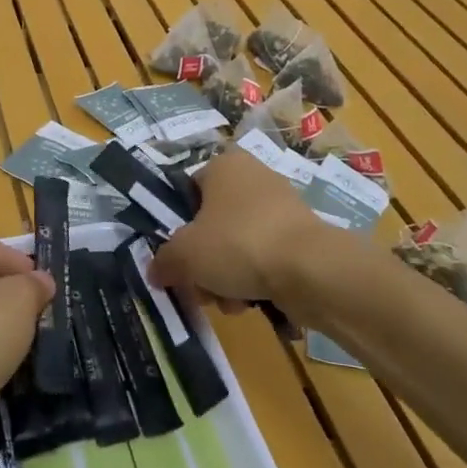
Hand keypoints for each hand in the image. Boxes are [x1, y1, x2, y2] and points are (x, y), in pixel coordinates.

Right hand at [150, 149, 335, 307]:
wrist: (310, 269)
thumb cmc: (237, 244)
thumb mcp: (184, 254)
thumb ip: (163, 261)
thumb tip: (156, 270)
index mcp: (223, 165)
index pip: (187, 191)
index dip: (177, 225)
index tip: (175, 256)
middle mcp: (253, 177)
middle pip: (212, 224)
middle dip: (203, 262)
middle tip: (199, 288)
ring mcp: (281, 207)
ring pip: (236, 245)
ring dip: (225, 277)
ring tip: (228, 301)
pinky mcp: (300, 236)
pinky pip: (264, 257)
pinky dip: (254, 279)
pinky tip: (251, 302)